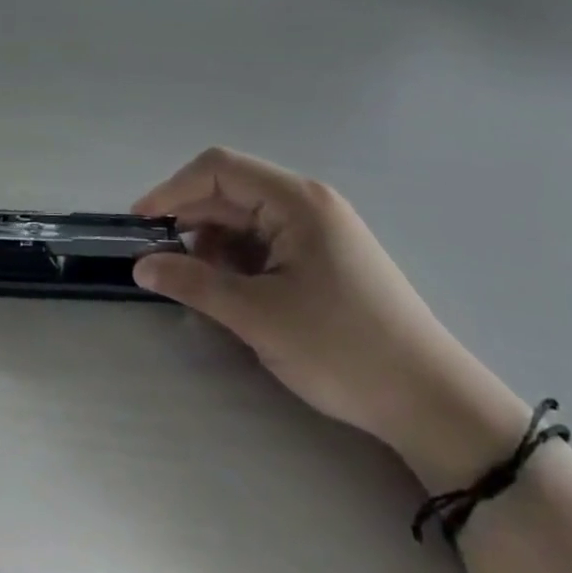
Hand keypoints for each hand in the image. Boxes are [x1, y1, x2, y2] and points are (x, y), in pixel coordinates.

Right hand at [132, 147, 498, 455]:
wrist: (432, 403)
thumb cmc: (342, 350)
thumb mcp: (258, 316)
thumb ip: (194, 283)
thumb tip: (142, 265)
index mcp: (296, 200)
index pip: (218, 169)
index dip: (172, 190)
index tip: (139, 225)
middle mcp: (307, 202)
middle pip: (231, 192)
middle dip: (190, 221)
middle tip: (157, 259)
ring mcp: (318, 229)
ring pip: (246, 219)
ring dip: (213, 244)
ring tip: (197, 284)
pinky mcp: (324, 256)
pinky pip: (266, 242)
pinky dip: (238, 260)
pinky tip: (230, 292)